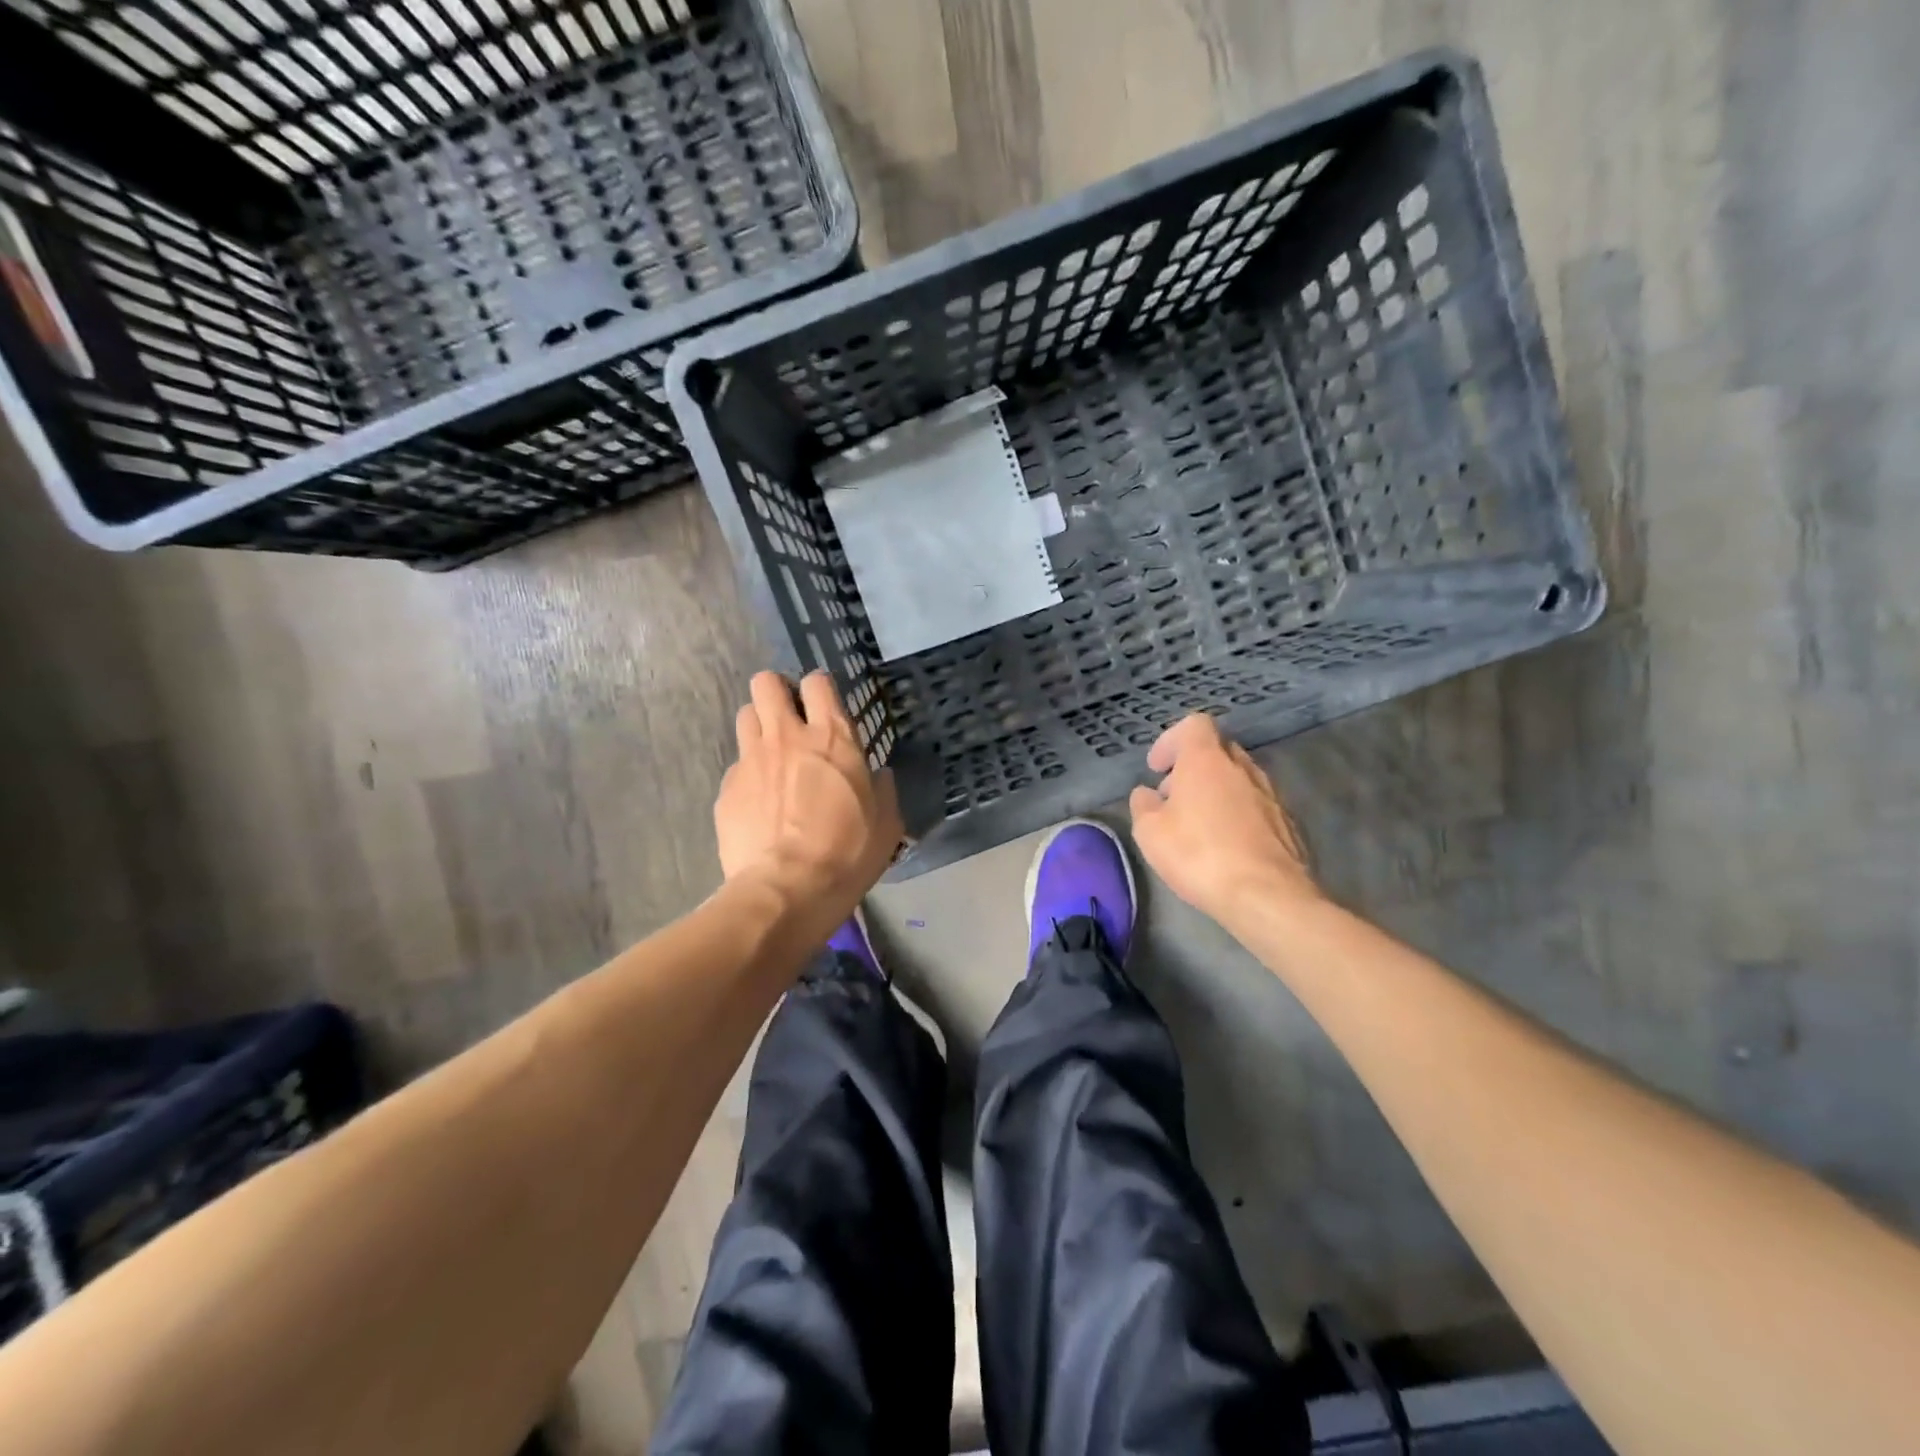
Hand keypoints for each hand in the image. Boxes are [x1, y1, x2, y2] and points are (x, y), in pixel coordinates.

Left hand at [715, 670, 902, 922]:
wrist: (787, 891)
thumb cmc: (848, 853)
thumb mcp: (886, 822)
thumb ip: (882, 789)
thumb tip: (877, 776)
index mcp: (832, 737)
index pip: (817, 682)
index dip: (819, 689)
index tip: (824, 708)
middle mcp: (787, 736)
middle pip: (765, 683)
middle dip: (776, 693)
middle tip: (790, 719)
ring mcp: (751, 760)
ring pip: (744, 715)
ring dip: (758, 726)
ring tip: (772, 755)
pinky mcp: (727, 788)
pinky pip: (736, 765)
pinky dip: (748, 774)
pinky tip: (759, 802)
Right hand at [1129, 714, 1321, 927]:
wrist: (1267, 896)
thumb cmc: (1199, 855)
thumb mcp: (1150, 832)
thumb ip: (1143, 805)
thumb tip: (1147, 794)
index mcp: (1207, 760)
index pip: (1194, 724)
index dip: (1171, 740)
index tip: (1157, 768)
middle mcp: (1242, 768)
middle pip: (1218, 750)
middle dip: (1193, 767)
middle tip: (1173, 797)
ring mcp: (1271, 795)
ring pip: (1239, 779)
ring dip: (1217, 791)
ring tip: (1199, 825)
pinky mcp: (1288, 823)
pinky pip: (1257, 806)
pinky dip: (1239, 815)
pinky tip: (1227, 846)